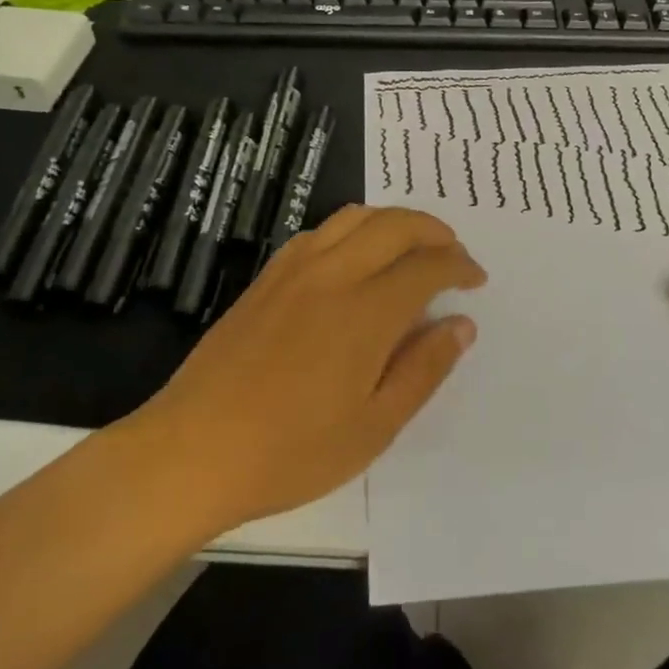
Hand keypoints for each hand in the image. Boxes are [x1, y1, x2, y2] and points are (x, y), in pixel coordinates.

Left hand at [135, 206, 484, 534]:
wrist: (192, 449)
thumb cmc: (291, 451)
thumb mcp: (373, 426)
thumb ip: (423, 369)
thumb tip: (461, 325)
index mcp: (366, 311)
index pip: (427, 266)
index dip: (459, 266)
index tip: (476, 280)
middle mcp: (333, 274)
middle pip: (395, 225)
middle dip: (434, 231)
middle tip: (454, 253)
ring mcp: (295, 270)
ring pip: (356, 217)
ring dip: (394, 221)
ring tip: (413, 245)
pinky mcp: (267, 277)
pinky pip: (320, 231)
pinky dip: (353, 229)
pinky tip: (355, 256)